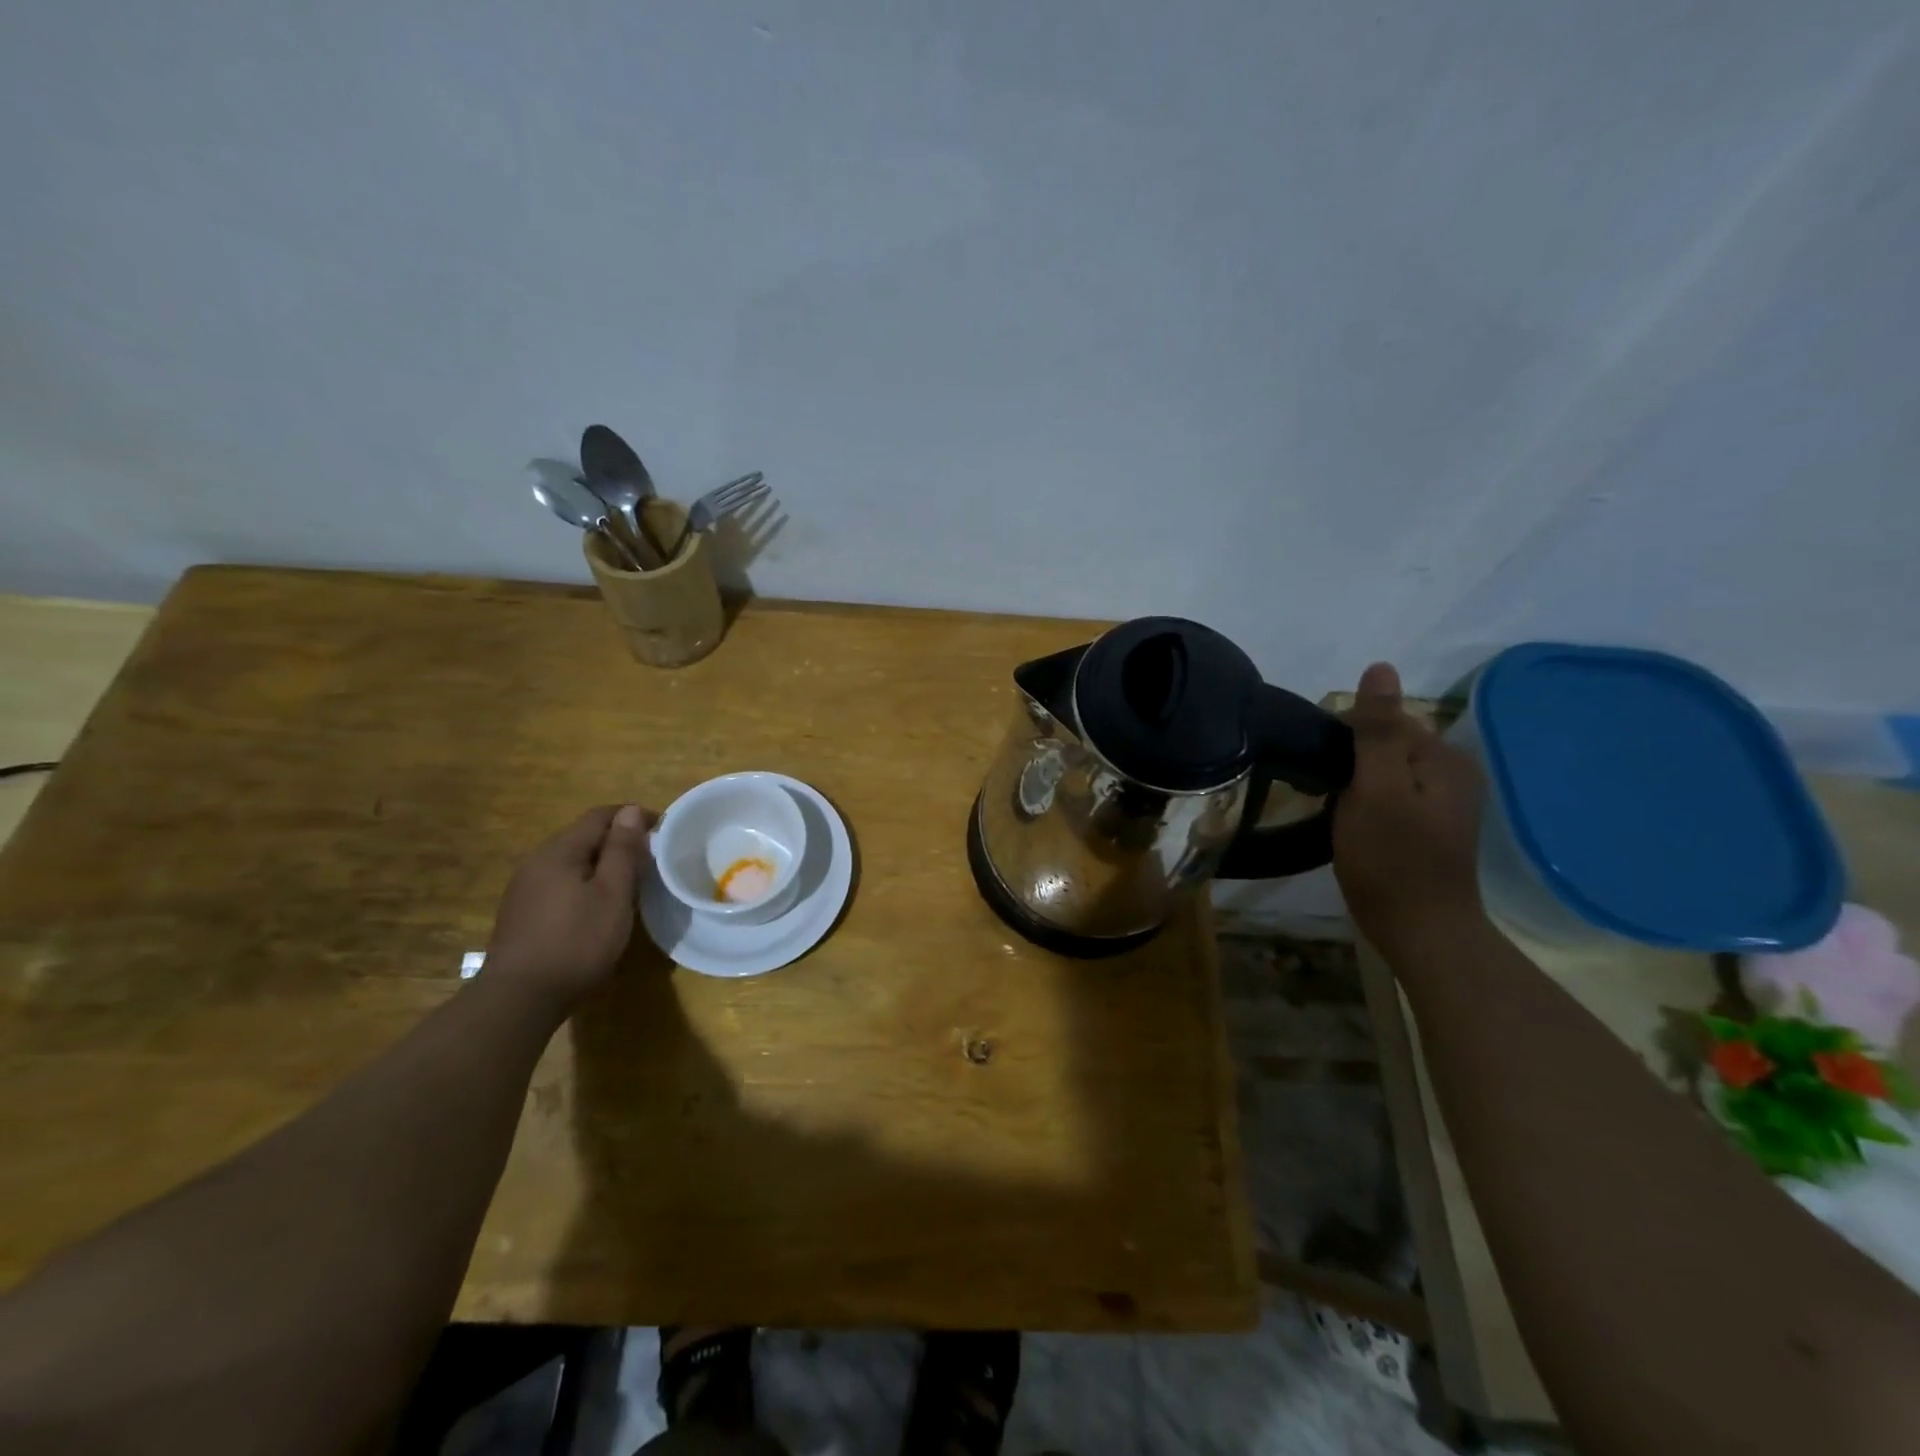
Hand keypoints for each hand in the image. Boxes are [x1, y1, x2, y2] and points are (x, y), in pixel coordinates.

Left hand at [486, 804, 655, 1007]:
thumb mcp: (612, 894)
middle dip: (618, 841)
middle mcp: (537, 862)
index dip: (633, 817)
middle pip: (583, 837)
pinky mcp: (522, 913)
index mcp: (559, 851)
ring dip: (602, 864)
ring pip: (571, 861)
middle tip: (650, 859)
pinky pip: (560, 882)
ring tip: (629, 883)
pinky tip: (597, 907)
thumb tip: (629, 811)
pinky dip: (584, 883)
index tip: (662, 831)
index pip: (600, 816)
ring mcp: (524, 888)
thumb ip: (622, 850)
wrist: (519, 999)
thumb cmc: (577, 942)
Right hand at [1333, 664, 1486, 952]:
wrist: (1419, 930)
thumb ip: (1377, 730)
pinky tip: (1352, 825)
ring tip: (1334, 810)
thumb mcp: (1377, 789)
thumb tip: (1380, 667)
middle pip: (1385, 744)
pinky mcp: (1427, 827)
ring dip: (1354, 783)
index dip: (1346, 739)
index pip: (1385, 720)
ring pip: (1383, 771)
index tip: (1324, 771)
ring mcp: (1442, 803)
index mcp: (1444, 758)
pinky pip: (1388, 795)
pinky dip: (1365, 802)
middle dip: (1350, 761)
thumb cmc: (1392, 859)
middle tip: (1327, 795)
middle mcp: (1452, 774)